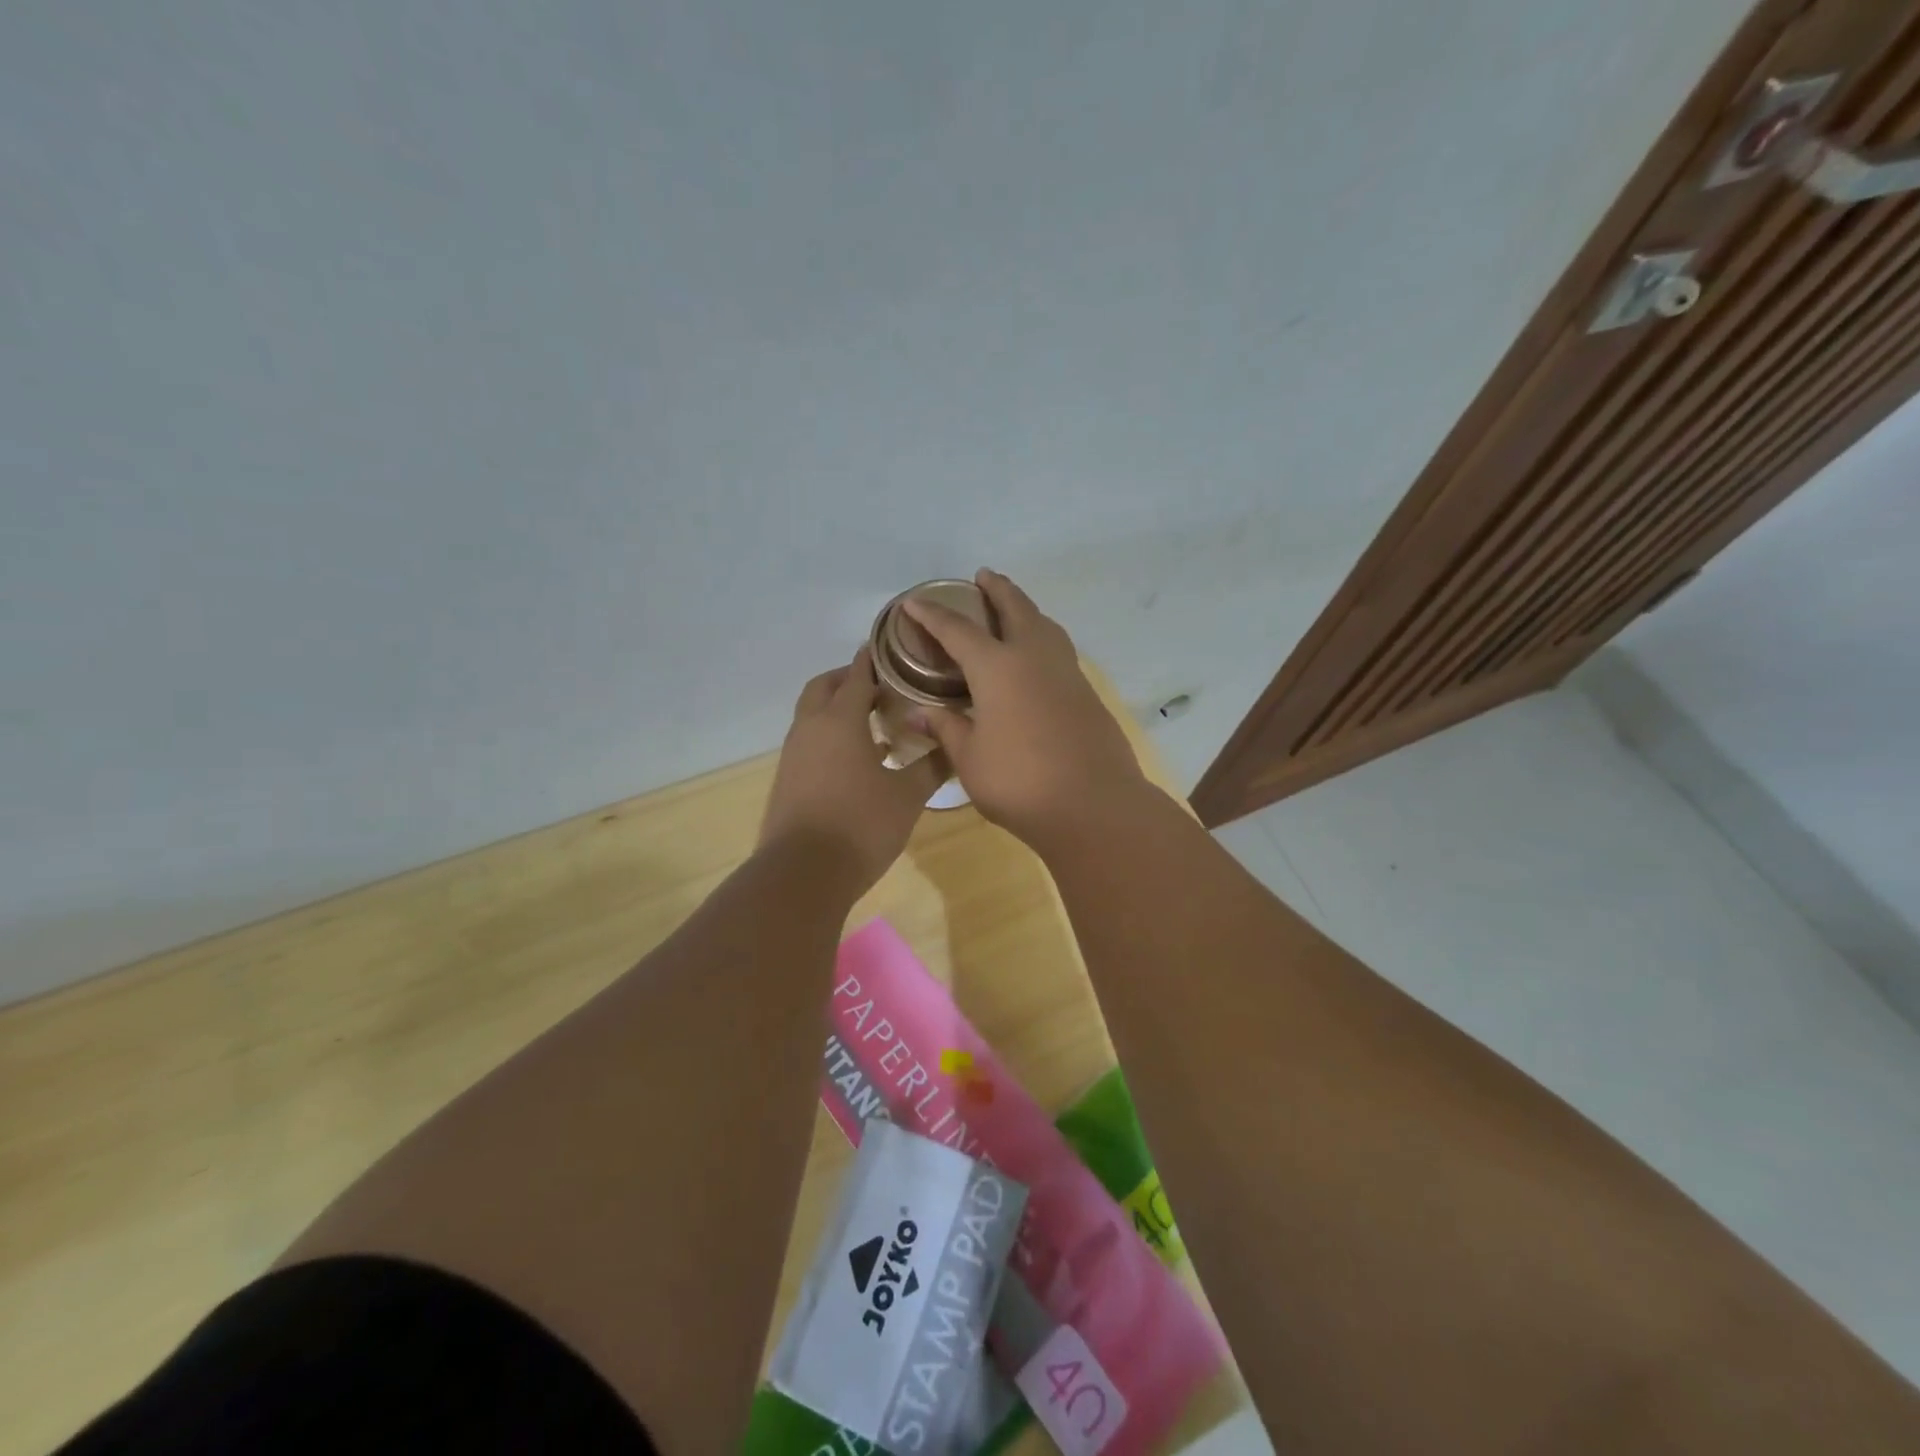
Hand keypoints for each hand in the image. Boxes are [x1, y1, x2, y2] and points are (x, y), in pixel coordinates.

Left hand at [760, 646, 940, 895]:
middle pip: (825, 687)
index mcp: (840, 720)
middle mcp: (810, 728)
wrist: (802, 874)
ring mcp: (794, 754)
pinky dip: (830, 736)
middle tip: (882, 686)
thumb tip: (954, 744)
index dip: (874, 660)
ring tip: (875, 723)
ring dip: (838, 709)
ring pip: (813, 715)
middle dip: (849, 679)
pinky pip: (809, 741)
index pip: (857, 675)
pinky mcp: (787, 779)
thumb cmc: (861, 825)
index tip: (893, 650)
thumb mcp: (907, 796)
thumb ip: (931, 766)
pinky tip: (858, 761)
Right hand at [901, 569, 1149, 846]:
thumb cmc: (1020, 781)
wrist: (1094, 805)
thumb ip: (946, 729)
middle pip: (1015, 608)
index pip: (958, 631)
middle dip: (996, 589)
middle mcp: (1034, 657)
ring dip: (1026, 608)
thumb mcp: (970, 759)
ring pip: (1045, 624)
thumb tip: (918, 714)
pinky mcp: (1087, 692)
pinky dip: (1042, 637)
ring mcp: (1067, 672)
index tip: (914, 603)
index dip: (932, 616)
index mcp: (998, 667)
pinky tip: (1036, 656)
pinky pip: (1059, 649)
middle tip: (983, 576)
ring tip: (1013, 607)